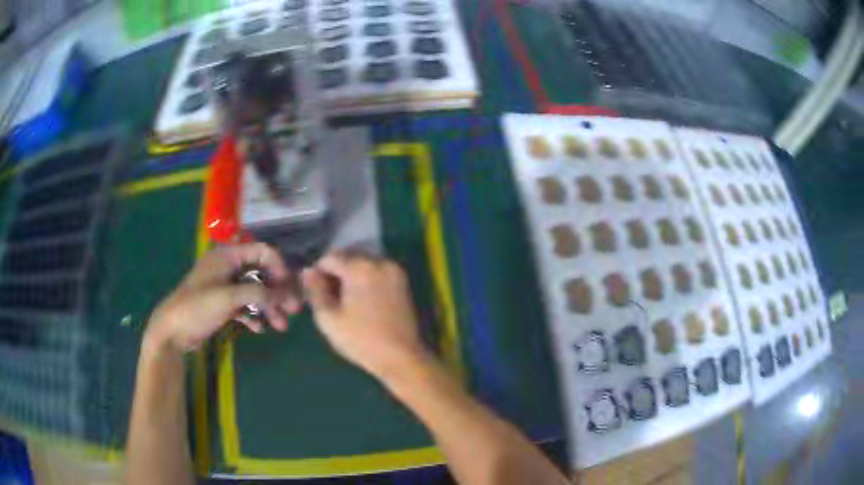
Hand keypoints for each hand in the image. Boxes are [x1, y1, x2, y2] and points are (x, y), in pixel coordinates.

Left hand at [145, 243, 301, 353]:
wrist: (172, 331)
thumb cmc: (197, 307)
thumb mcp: (228, 298)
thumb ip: (258, 294)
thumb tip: (282, 295)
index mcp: (227, 256)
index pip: (261, 251)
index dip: (278, 266)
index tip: (289, 286)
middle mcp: (227, 268)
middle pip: (260, 273)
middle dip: (277, 291)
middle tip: (293, 310)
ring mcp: (224, 287)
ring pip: (254, 292)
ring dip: (268, 307)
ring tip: (281, 326)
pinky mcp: (221, 304)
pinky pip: (244, 306)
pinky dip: (253, 315)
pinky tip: (259, 329)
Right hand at [302, 252, 429, 379]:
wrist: (402, 357)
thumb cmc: (361, 340)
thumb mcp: (328, 318)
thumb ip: (315, 290)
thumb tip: (308, 271)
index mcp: (359, 267)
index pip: (329, 258)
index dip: (317, 272)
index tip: (315, 292)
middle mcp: (379, 261)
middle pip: (348, 257)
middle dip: (336, 272)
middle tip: (329, 297)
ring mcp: (395, 271)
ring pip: (364, 264)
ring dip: (351, 275)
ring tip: (345, 301)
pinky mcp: (403, 282)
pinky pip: (378, 272)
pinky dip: (367, 280)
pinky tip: (362, 301)